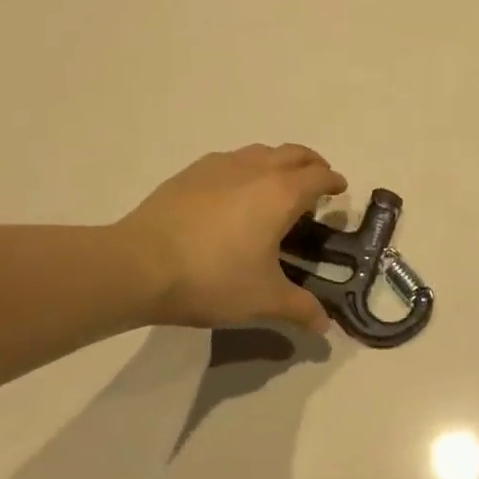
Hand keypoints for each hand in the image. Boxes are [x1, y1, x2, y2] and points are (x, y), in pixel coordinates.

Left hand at [113, 144, 346, 332]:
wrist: (137, 265)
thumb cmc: (212, 278)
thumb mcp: (263, 299)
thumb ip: (299, 309)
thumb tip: (325, 327)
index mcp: (282, 194)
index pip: (319, 176)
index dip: (334, 182)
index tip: (340, 191)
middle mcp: (256, 170)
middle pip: (294, 153)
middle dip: (312, 163)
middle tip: (316, 182)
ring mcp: (220, 166)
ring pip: (261, 151)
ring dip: (278, 161)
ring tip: (277, 185)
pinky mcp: (190, 173)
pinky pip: (230, 160)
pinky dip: (245, 167)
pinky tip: (234, 191)